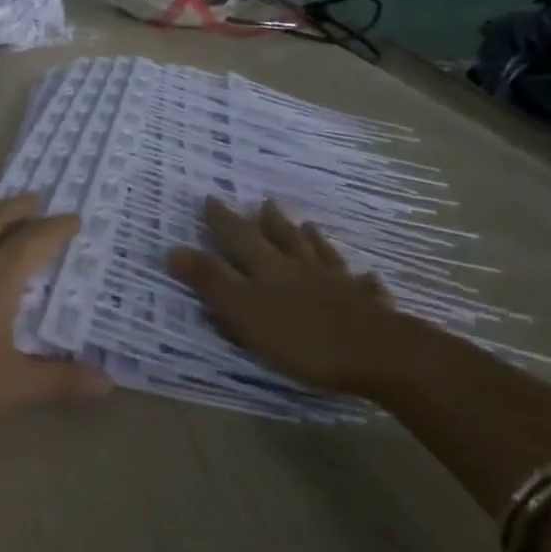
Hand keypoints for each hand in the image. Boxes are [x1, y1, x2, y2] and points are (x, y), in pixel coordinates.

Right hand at [167, 198, 457, 400]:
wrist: (377, 352)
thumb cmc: (301, 336)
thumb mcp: (243, 311)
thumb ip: (210, 281)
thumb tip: (173, 249)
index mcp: (268, 268)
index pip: (239, 237)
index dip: (223, 220)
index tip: (210, 199)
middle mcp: (302, 267)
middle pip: (283, 238)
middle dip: (267, 222)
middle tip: (263, 203)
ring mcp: (338, 283)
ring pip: (320, 254)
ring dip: (311, 239)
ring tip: (307, 225)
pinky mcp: (367, 304)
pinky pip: (361, 284)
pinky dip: (358, 277)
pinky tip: (365, 275)